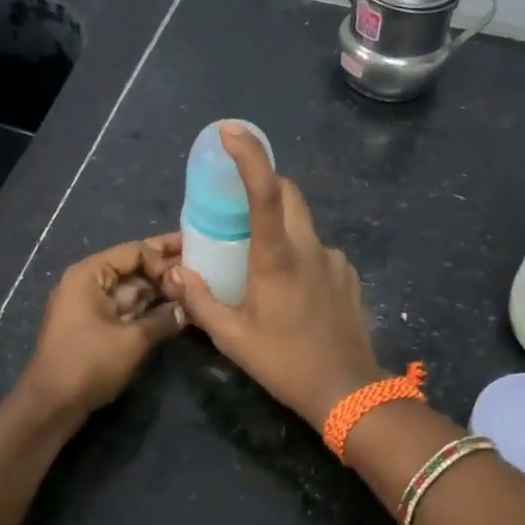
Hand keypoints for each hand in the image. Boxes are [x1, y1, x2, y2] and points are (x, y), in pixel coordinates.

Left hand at [21, 235, 187, 417]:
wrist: (52, 404)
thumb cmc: (89, 364)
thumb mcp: (133, 340)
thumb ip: (164, 319)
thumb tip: (189, 308)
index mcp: (89, 274)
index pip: (134, 252)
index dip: (163, 259)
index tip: (190, 274)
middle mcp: (88, 282)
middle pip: (132, 266)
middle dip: (164, 265)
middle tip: (200, 258)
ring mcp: (90, 304)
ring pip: (131, 288)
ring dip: (159, 287)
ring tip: (194, 282)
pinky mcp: (95, 325)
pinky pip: (126, 307)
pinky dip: (148, 306)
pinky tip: (174, 306)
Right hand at [167, 125, 385, 429]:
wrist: (347, 392)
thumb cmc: (284, 362)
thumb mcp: (232, 337)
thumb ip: (200, 301)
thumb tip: (176, 273)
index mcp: (277, 257)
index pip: (265, 191)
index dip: (249, 156)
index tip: (231, 132)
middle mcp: (309, 248)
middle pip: (290, 195)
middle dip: (265, 186)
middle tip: (239, 207)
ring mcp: (335, 260)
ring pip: (304, 226)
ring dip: (282, 230)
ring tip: (263, 266)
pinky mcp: (349, 276)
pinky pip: (319, 252)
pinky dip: (301, 256)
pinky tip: (293, 291)